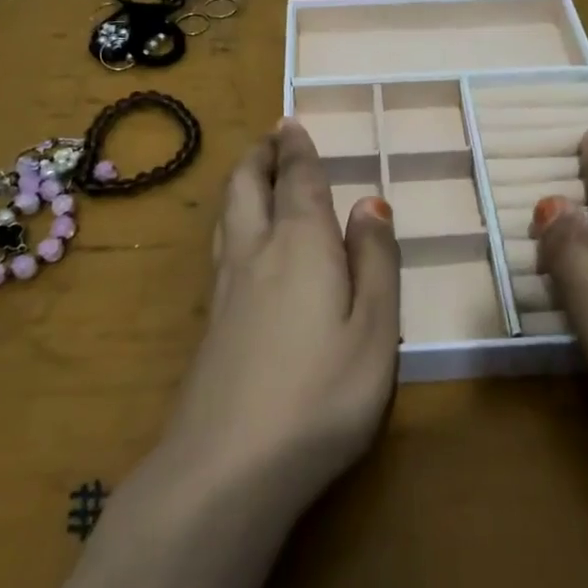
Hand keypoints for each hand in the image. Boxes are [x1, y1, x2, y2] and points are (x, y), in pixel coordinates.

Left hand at [161, 120, 400, 506]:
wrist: (229, 465)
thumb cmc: (322, 392)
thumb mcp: (375, 328)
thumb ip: (376, 261)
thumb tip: (371, 203)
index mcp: (300, 244)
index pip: (298, 180)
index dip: (297, 148)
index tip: (291, 122)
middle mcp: (255, 252)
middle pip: (247, 186)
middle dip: (260, 155)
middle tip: (271, 138)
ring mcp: (225, 288)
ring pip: (227, 214)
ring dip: (240, 183)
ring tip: (254, 174)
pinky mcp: (210, 322)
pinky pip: (221, 246)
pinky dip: (232, 220)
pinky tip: (240, 241)